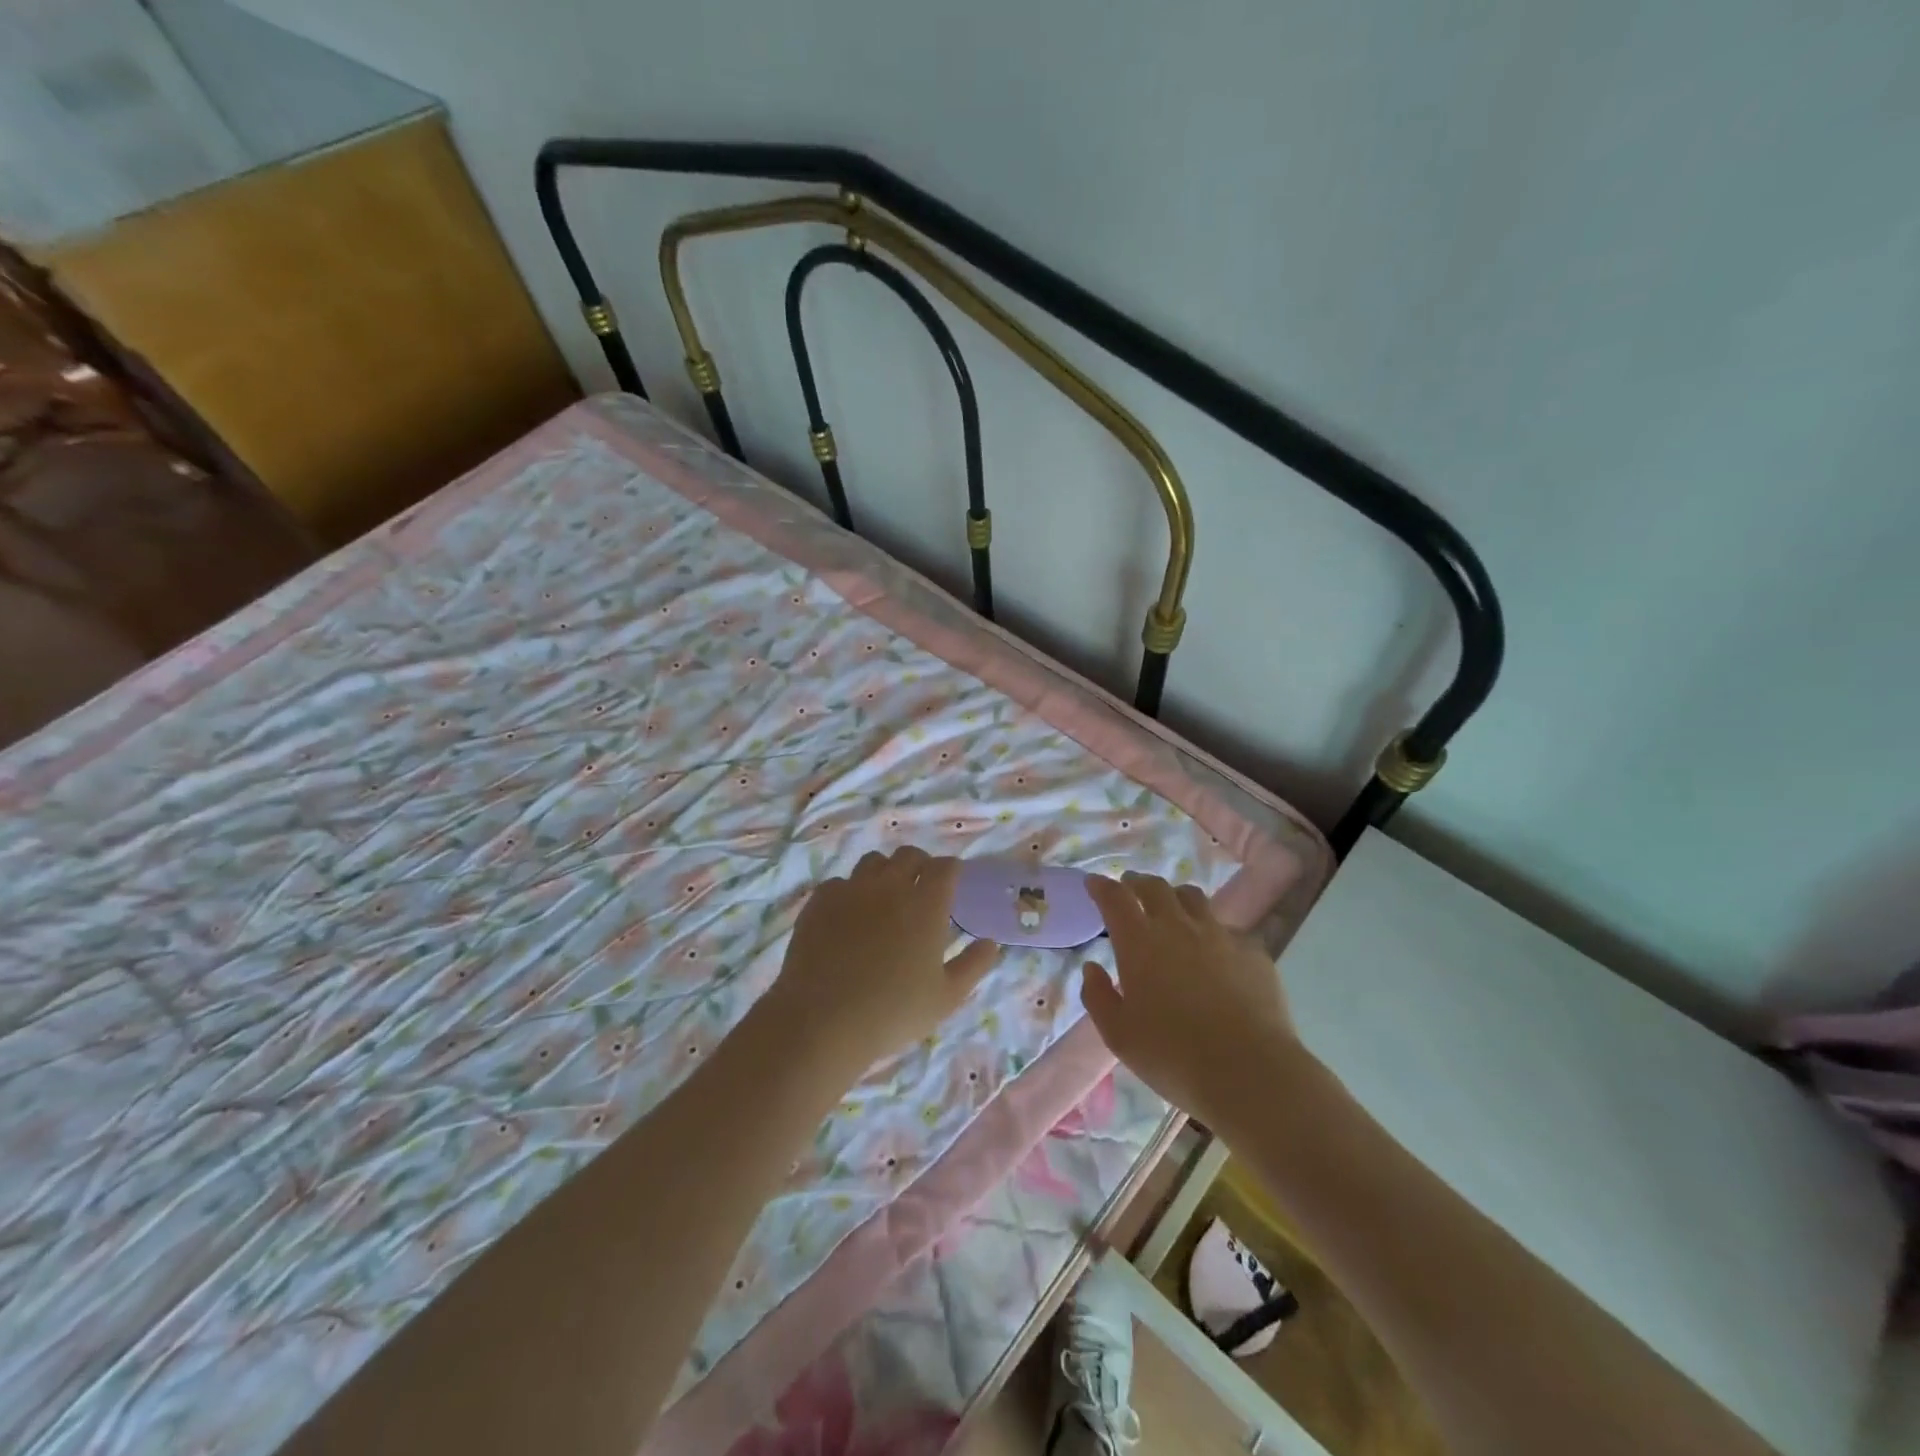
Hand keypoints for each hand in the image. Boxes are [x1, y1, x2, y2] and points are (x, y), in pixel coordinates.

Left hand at [761, 848, 1000, 1080]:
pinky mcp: (820, 902)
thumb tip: (990, 942)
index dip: (951, 870)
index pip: (944, 867)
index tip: (953, 881)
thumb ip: (973, 965)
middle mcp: (890, 886)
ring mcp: (851, 890)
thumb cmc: (893, 1012)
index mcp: (926, 904)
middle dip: (920, 864)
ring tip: (884, 897)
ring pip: (873, 862)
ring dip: (885, 872)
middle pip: (909, 855)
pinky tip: (848, 916)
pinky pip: (839, 883)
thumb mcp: (946, 997)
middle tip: (921, 886)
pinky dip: (850, 892)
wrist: (823, 1020)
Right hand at [1080, 872, 1299, 1130]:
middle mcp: (1178, 926)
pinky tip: (1214, 949)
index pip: (1115, 898)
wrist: (1249, 1072)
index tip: (1094, 883)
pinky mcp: (1252, 950)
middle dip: (1137, 882)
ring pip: (1193, 898)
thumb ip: (1098, 996)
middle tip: (1130, 887)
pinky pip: (1227, 928)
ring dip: (1175, 896)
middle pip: (1155, 887)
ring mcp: (1219, 934)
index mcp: (1139, 942)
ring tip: (1172, 908)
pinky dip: (1212, 930)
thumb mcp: (1118, 1035)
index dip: (1102, 886)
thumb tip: (1092, 968)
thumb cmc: (1173, 1055)